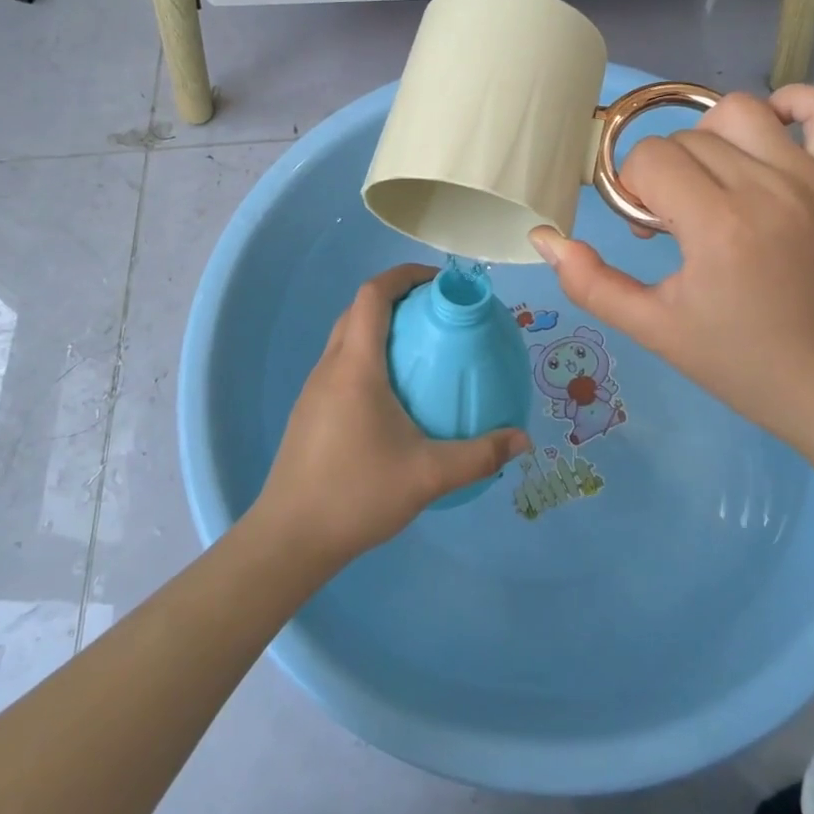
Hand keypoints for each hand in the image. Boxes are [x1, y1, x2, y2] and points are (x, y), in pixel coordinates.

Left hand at [251, 264, 531, 564]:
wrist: (290, 538)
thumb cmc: (356, 494)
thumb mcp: (428, 476)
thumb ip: (480, 456)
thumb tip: (523, 440)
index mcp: (356, 366)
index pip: (373, 294)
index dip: (404, 275)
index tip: (440, 282)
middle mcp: (330, 366)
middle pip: (359, 309)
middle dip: (397, 297)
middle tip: (437, 313)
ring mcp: (314, 389)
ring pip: (347, 336)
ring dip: (380, 326)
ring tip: (420, 347)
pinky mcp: (309, 411)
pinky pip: (341, 363)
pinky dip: (368, 354)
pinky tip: (393, 393)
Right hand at [530, 86, 813, 441]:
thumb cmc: (731, 357)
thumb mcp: (650, 327)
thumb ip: (589, 282)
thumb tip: (545, 238)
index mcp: (717, 225)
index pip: (650, 159)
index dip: (633, 189)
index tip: (647, 229)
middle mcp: (764, 188)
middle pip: (686, 138)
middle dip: (663, 173)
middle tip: (672, 222)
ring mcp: (807, 180)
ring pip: (740, 112)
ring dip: (710, 138)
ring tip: (710, 180)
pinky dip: (801, 106)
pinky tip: (772, 130)